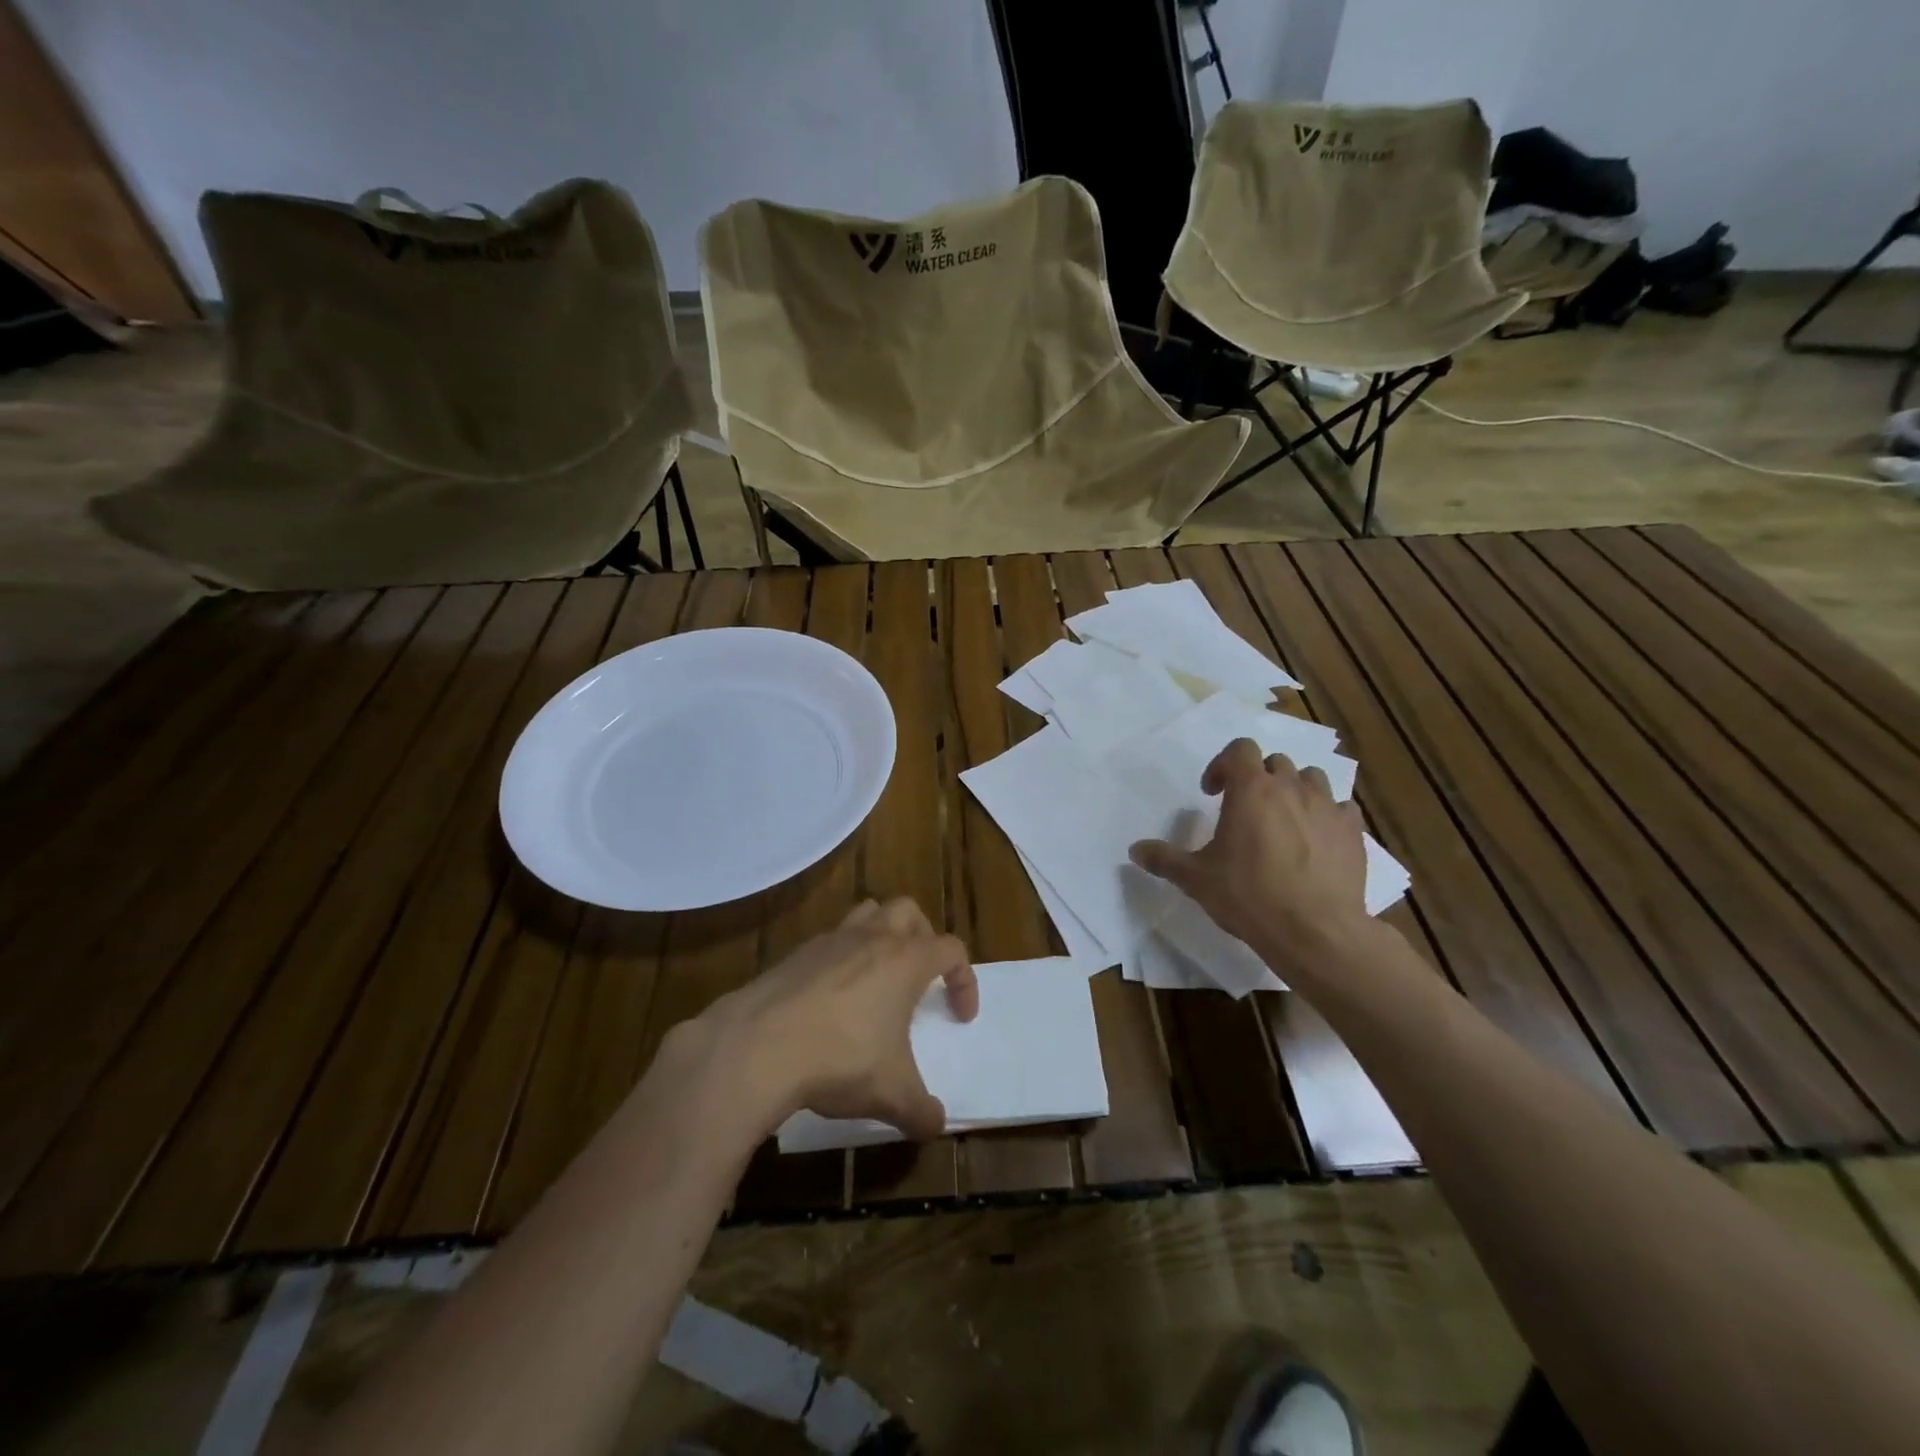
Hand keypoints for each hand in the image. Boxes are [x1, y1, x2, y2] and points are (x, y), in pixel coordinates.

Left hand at [700, 898, 976, 1140]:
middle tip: (920, 976)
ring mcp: (830, 940)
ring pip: (867, 913)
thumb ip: (921, 1111)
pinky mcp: (795, 953)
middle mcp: (871, 938)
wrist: (758, 1047)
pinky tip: (831, 998)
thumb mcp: (891, 1094)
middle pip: (909, 911)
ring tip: (878, 975)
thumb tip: (935, 1125)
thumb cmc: (840, 1059)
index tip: (960, 1016)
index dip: (965, 980)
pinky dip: (840, 958)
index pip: (952, 949)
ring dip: (880, 934)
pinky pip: (829, 941)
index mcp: (905, 960)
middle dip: (923, 938)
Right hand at [1129, 738, 1368, 973]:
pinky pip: (1342, 808)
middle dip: (1258, 778)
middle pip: (1275, 762)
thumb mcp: (1196, 879)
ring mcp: (1327, 807)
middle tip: (1245, 809)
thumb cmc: (1248, 895)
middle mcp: (1291, 787)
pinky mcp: (1353, 831)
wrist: (1315, 931)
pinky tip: (1317, 839)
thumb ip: (1164, 859)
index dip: (1222, 765)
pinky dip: (1327, 815)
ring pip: (1311, 778)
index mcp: (1251, 789)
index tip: (1212, 793)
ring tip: (1283, 819)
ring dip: (1294, 790)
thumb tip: (1135, 850)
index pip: (1239, 749)